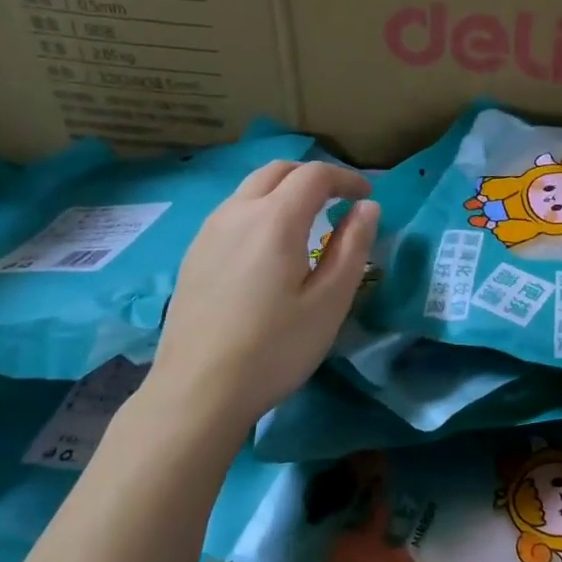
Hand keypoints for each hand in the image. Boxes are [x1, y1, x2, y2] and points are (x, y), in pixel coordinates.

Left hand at [143, 160, 378, 433]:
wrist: (198, 391)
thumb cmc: (275, 348)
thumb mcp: (330, 302)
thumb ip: (352, 248)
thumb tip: (366, 209)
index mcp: (274, 220)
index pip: (314, 175)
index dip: (346, 179)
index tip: (367, 198)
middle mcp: (237, 213)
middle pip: (277, 171)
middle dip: (313, 177)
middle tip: (339, 201)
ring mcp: (208, 233)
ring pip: (250, 189)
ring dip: (283, 192)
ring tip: (308, 223)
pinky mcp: (193, 255)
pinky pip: (232, 213)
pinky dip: (260, 211)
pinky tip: (269, 249)